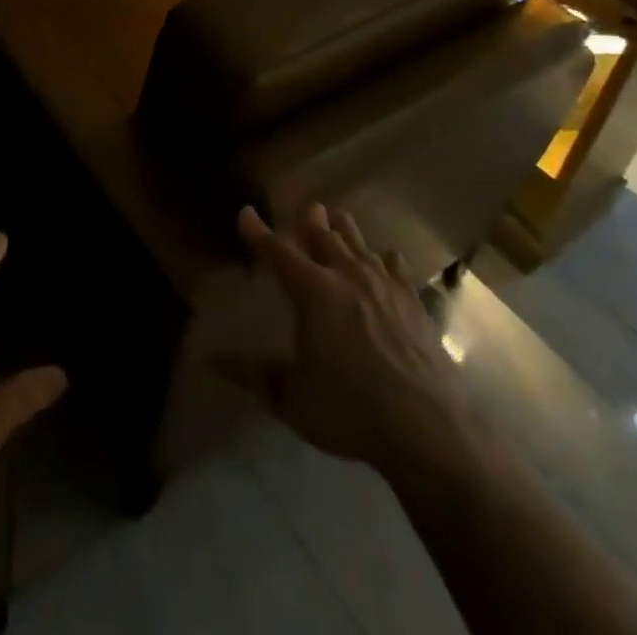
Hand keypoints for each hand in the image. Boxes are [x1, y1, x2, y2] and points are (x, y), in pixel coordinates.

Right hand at [222, 204, 464, 471]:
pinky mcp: (413, 302)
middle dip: (311, 220)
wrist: (427, 428)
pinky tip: (387, 258)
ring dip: (345, 230)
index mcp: (313, 291)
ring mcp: (384, 286)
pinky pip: (396, 267)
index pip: (278, 252)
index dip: (259, 232)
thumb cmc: (350, 410)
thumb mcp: (291, 398)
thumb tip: (209, 359)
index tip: (246, 213)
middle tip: (307, 207)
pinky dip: (386, 259)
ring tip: (338, 217)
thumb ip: (251, 375)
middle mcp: (346, 276)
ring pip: (359, 244)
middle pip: (324, 236)